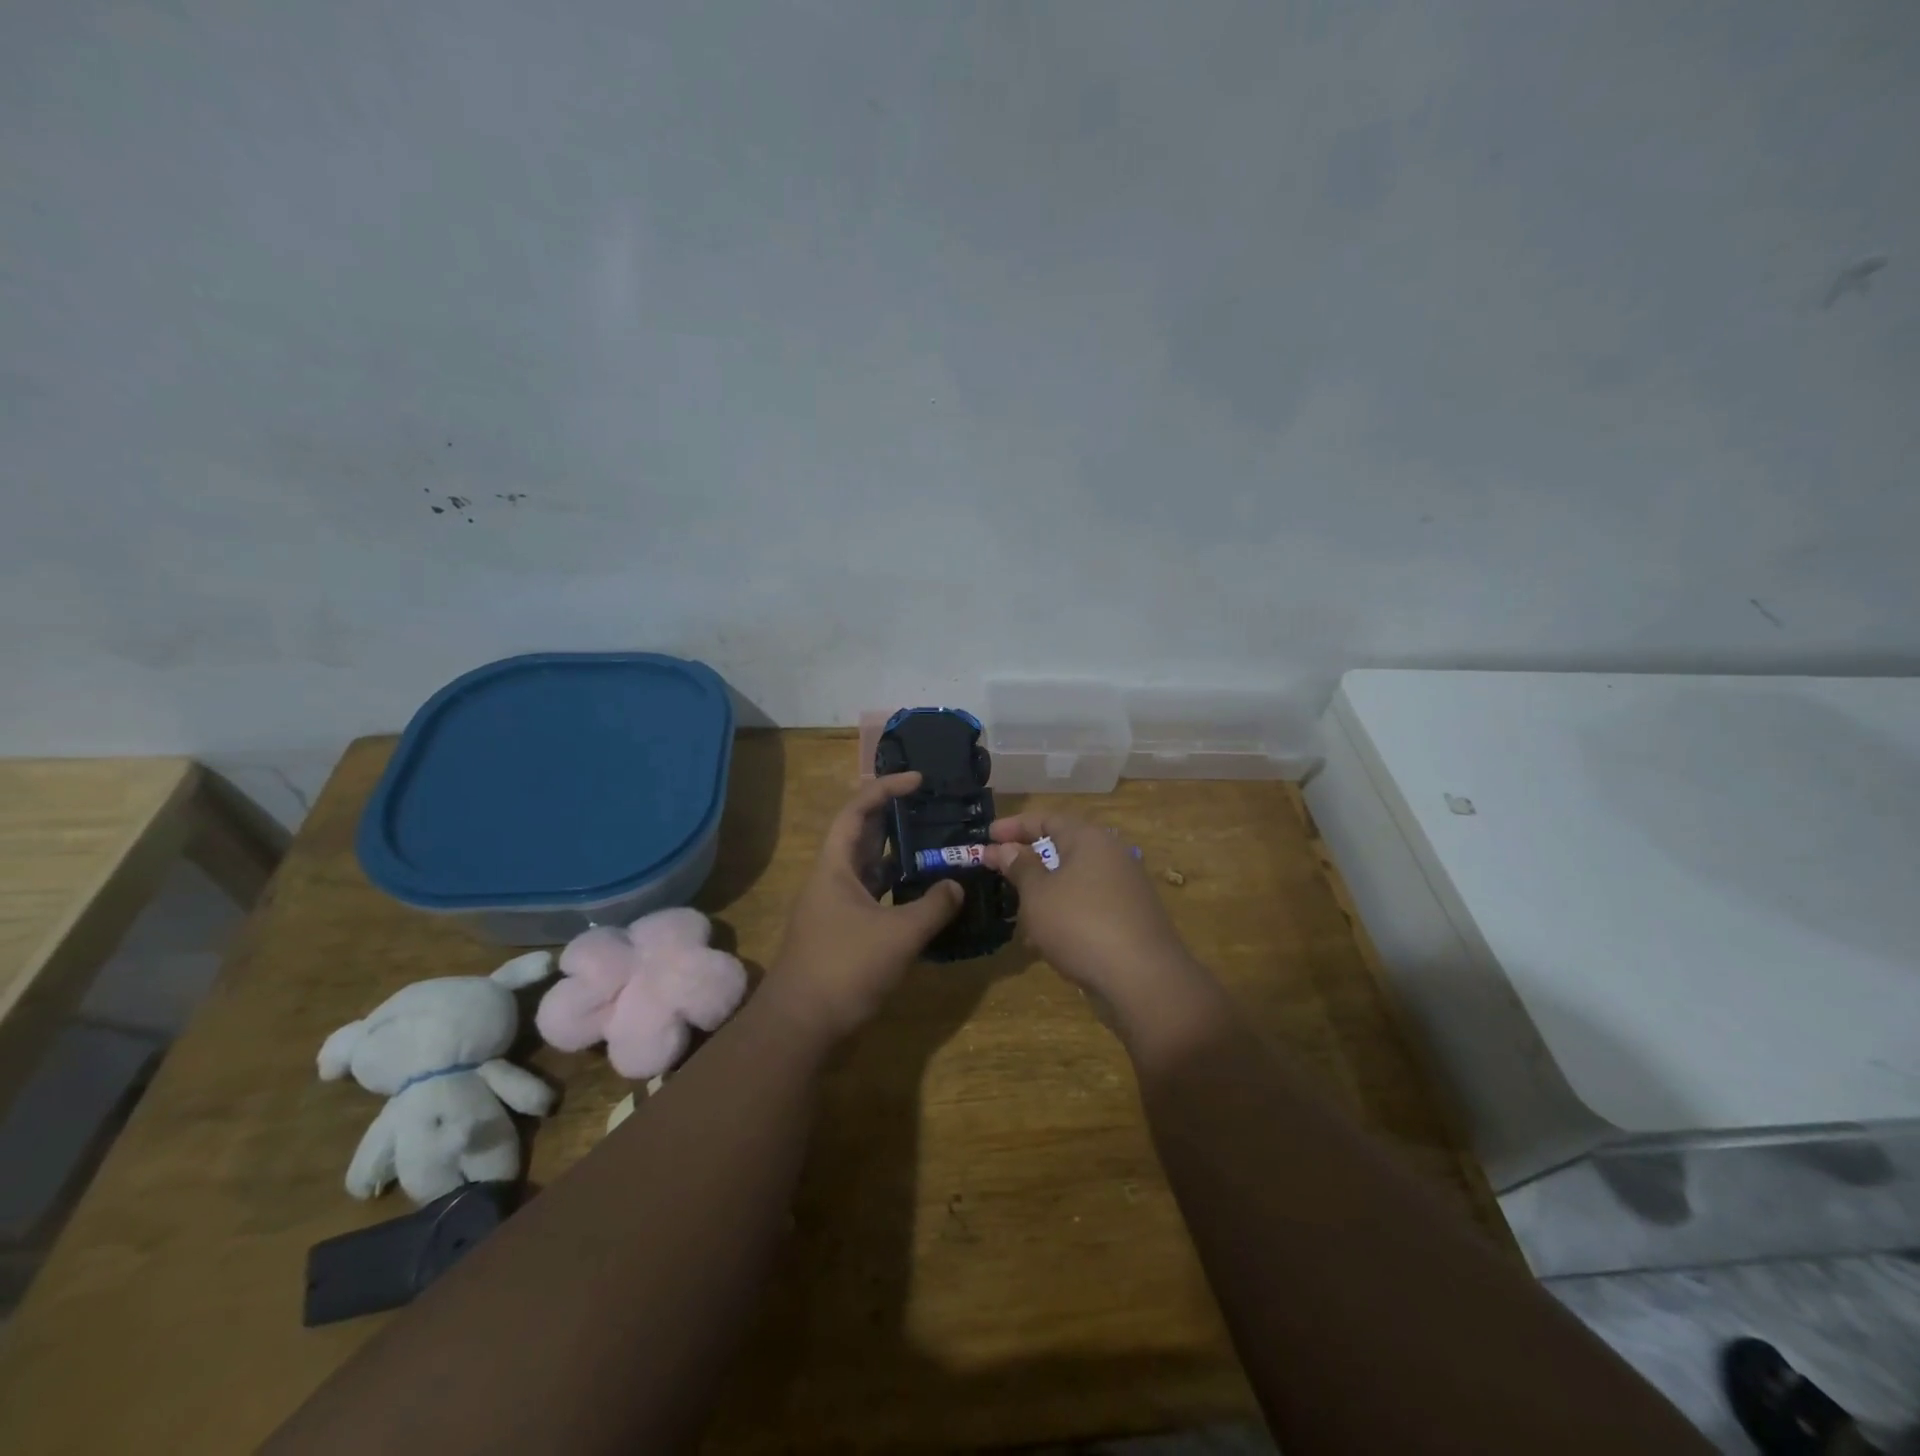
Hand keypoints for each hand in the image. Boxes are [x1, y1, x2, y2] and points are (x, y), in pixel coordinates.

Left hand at [767, 773, 963, 1043]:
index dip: (885, 788)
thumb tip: (956, 885)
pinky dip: (896, 889)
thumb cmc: (845, 968)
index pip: (857, 811)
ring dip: (897, 855)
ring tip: (933, 846)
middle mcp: (832, 879)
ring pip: (868, 868)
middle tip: (931, 808)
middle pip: (862, 835)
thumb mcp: (898, 935)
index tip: (918, 780)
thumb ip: (933, 906)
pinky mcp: (842, 932)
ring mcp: (834, 907)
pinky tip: (922, 895)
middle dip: (894, 817)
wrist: (800, 1026)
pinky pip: (873, 896)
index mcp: (835, 867)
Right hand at [984, 812, 1222, 1058]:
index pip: (1047, 818)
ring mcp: (1125, 888)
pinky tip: (1044, 940)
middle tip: (998, 871)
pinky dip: (1063, 914)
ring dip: (1043, 892)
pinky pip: (1088, 906)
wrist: (1143, 979)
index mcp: (1089, 839)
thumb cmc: (1080, 924)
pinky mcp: (1130, 919)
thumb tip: (1006, 848)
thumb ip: (1020, 867)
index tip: (986, 836)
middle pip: (1063, 848)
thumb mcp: (1038, 894)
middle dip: (1028, 861)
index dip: (1014, 826)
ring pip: (1074, 880)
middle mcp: (1111, 855)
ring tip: (1016, 911)